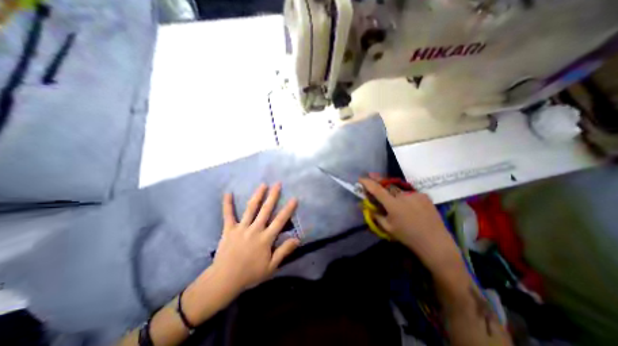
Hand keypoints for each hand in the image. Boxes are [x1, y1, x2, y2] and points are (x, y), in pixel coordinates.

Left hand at [211, 183, 299, 291]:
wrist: (225, 280)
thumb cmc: (250, 274)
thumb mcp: (271, 266)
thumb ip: (284, 251)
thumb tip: (297, 239)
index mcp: (265, 238)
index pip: (280, 221)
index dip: (288, 209)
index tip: (294, 198)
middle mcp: (255, 229)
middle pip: (266, 210)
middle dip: (273, 196)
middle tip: (278, 184)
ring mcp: (241, 228)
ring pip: (251, 208)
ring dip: (257, 195)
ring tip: (263, 185)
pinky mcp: (229, 229)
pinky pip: (228, 215)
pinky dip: (227, 204)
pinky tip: (228, 193)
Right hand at [358, 177, 462, 278]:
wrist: (435, 242)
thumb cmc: (407, 236)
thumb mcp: (387, 228)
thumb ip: (375, 215)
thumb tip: (364, 206)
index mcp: (393, 205)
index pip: (377, 189)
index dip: (367, 182)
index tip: (361, 178)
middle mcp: (404, 196)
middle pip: (387, 184)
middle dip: (378, 179)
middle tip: (371, 175)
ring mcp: (415, 194)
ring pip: (398, 188)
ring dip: (391, 189)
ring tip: (391, 194)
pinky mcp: (424, 195)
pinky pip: (409, 192)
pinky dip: (404, 195)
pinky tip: (406, 203)